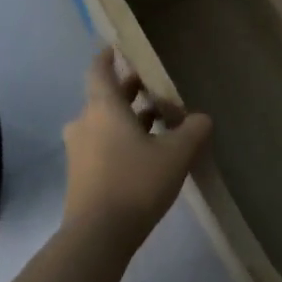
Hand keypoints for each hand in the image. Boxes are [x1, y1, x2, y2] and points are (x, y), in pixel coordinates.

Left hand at [61, 49, 212, 252]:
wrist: (98, 234)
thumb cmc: (136, 182)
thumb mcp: (176, 154)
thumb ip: (193, 131)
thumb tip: (202, 118)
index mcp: (103, 107)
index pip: (99, 69)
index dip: (109, 56)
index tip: (120, 47)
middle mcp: (85, 122)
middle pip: (105, 97)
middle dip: (129, 90)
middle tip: (155, 86)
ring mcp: (79, 150)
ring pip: (104, 123)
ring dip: (128, 119)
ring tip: (159, 121)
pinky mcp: (81, 175)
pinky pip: (102, 146)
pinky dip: (121, 141)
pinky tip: (146, 154)